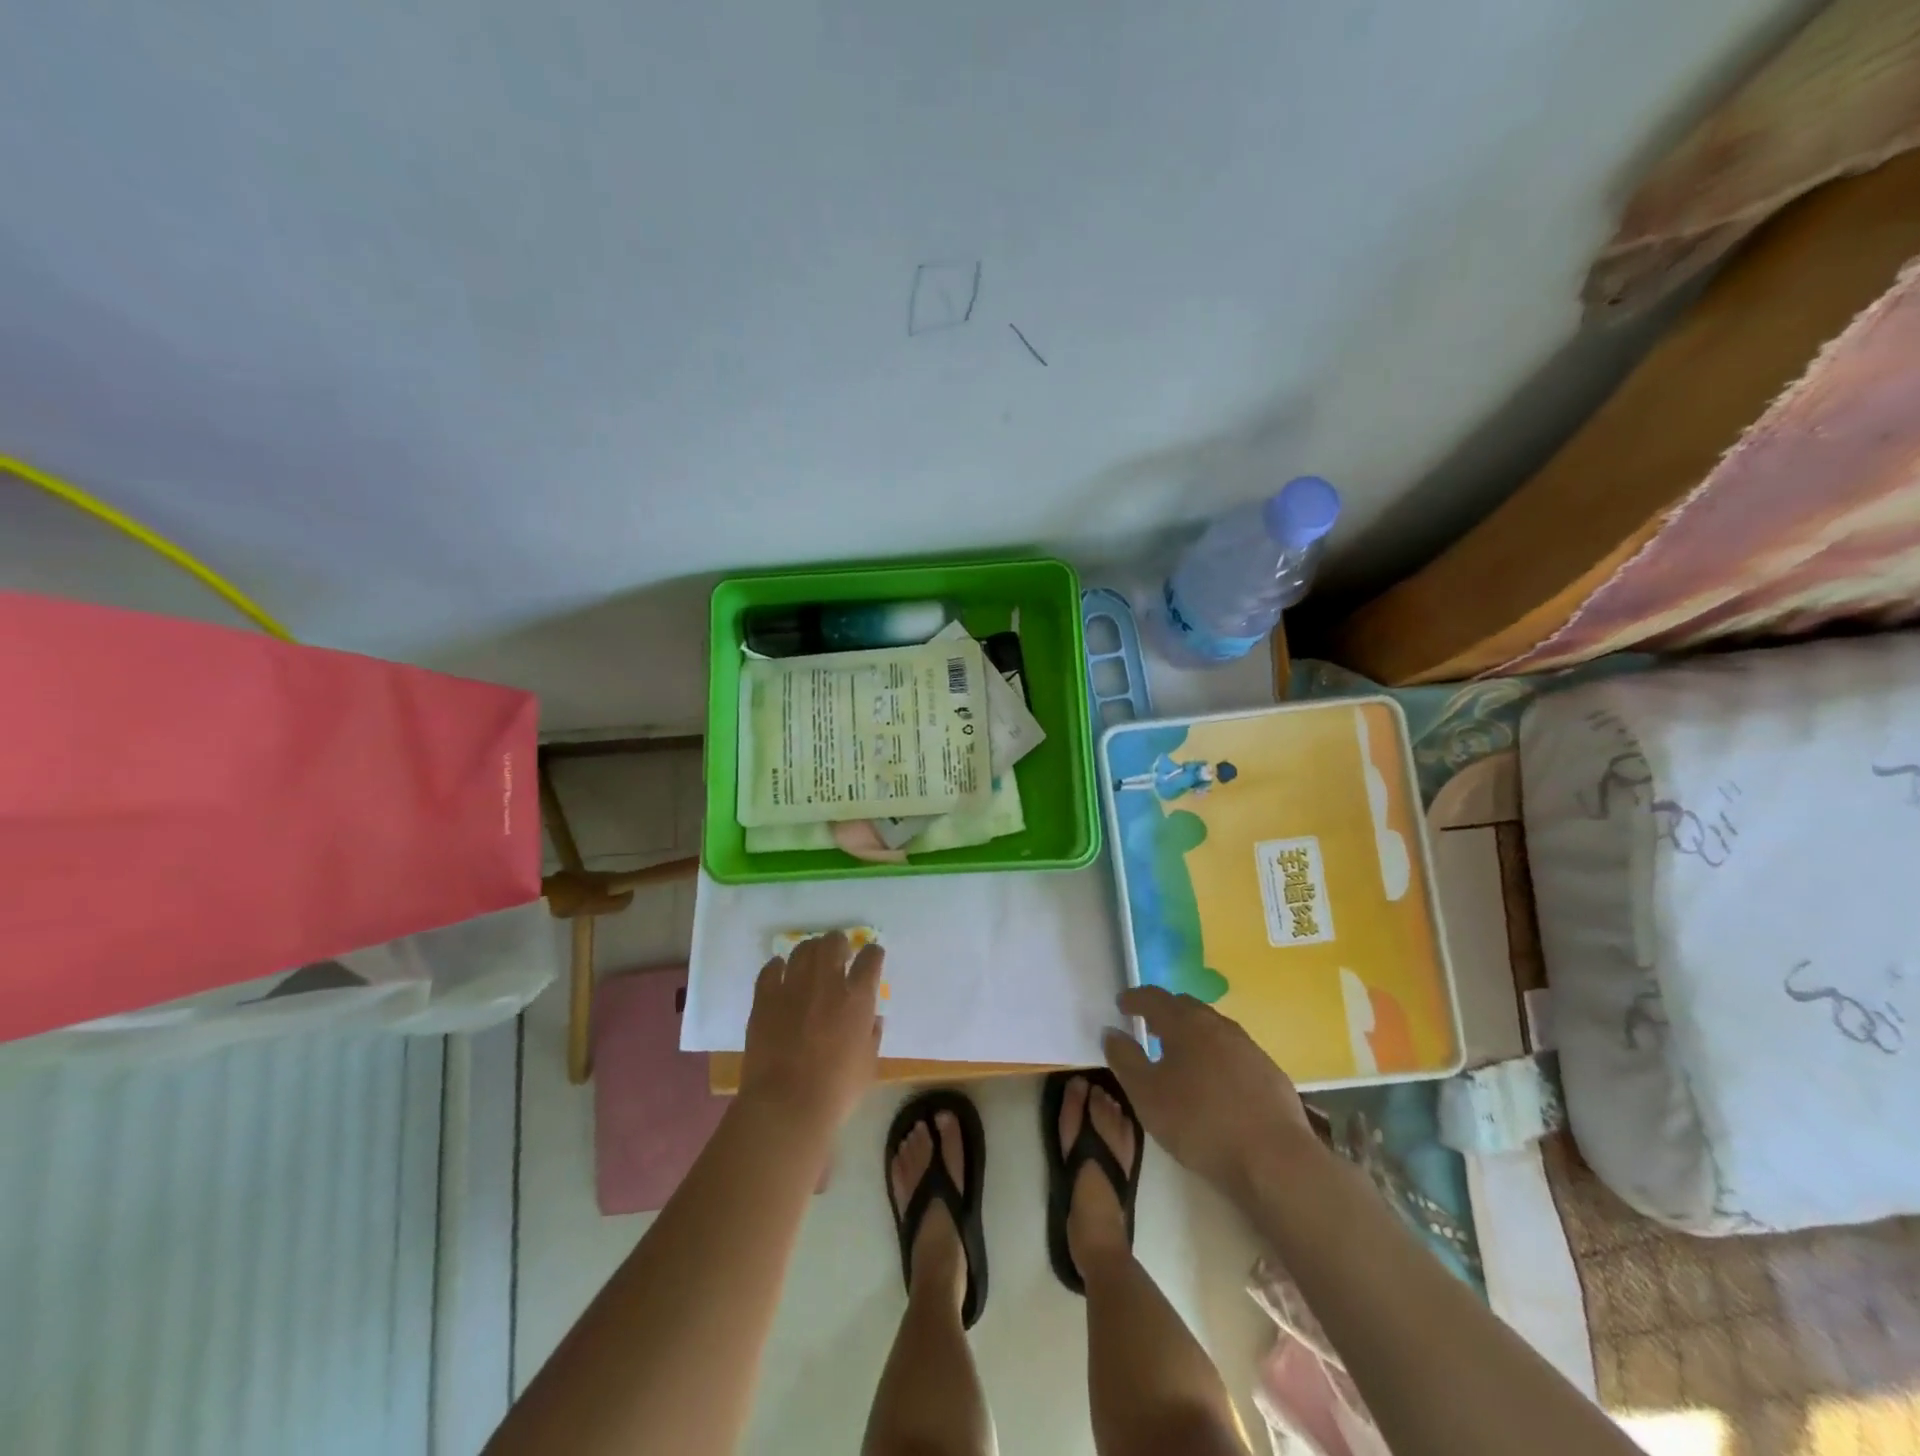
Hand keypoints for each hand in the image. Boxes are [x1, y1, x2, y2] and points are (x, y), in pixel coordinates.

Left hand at [739, 932, 883, 1132]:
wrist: (786, 1105)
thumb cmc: (836, 1090)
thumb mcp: (868, 1064)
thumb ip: (872, 1034)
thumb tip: (872, 1018)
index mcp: (857, 998)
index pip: (871, 958)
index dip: (872, 953)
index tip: (871, 956)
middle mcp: (827, 983)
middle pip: (833, 942)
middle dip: (839, 943)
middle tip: (839, 954)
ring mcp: (793, 987)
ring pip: (803, 949)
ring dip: (811, 951)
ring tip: (811, 961)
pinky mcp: (765, 998)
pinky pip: (771, 969)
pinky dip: (778, 966)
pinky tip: (780, 972)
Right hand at [1103, 986, 1319, 1200]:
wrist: (1275, 1160)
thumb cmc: (1200, 1123)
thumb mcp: (1147, 1095)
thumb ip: (1124, 1059)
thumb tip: (1112, 1032)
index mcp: (1185, 1023)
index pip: (1154, 998)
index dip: (1134, 998)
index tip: (1122, 1003)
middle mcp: (1218, 1025)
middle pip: (1186, 1007)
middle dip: (1164, 1012)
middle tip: (1148, 1025)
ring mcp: (1248, 1047)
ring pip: (1212, 1029)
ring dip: (1192, 1034)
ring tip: (1179, 1054)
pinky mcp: (1269, 1072)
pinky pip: (1233, 1052)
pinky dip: (1215, 1056)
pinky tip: (1214, 1082)